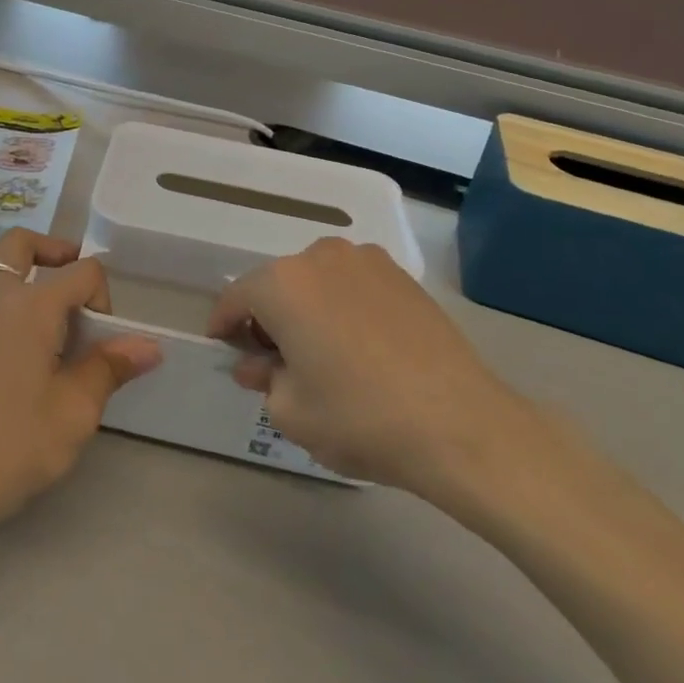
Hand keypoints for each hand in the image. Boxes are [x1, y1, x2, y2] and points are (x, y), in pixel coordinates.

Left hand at [0, 230, 159, 530]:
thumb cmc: (18, 442)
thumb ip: (110, 367)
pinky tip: (12, 376)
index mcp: (31, 306)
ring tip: (49, 346)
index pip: (81, 271)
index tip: (104, 341)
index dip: (103, 296)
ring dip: (28, 295)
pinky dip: (5, 326)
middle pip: (20, 245)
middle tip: (73, 284)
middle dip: (52, 251)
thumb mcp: (76, 409)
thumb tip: (148, 345)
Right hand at [210, 238, 541, 500]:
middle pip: (278, 285)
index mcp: (282, 283)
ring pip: (317, 282)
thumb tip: (259, 365)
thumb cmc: (358, 417)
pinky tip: (358, 346)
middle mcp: (320, 257)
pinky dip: (343, 307)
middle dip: (268, 318)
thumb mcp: (290, 411)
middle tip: (273, 360)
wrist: (460, 425)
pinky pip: (354, 285)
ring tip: (319, 351)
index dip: (224, 324)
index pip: (237, 298)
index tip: (224, 346)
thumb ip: (263, 379)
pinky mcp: (403, 277)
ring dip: (307, 308)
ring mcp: (367, 261)